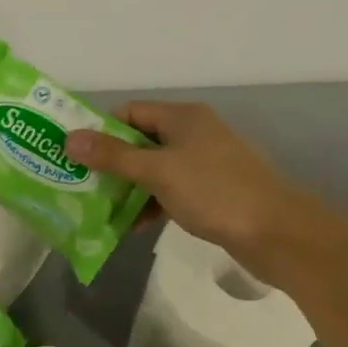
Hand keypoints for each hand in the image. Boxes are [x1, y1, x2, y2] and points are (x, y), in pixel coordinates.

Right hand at [64, 101, 307, 255]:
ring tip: (99, 208)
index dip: (101, 130)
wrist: (278, 233)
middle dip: (111, 162)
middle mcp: (193, 133)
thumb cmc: (215, 191)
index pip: (130, 113)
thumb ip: (113, 156)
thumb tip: (70, 139)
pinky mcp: (212, 192)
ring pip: (155, 169)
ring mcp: (204, 164)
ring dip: (129, 187)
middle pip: (140, 141)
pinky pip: (171, 191)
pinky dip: (152, 203)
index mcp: (182, 117)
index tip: (75, 154)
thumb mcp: (158, 171)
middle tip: (80, 183)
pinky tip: (133, 226)